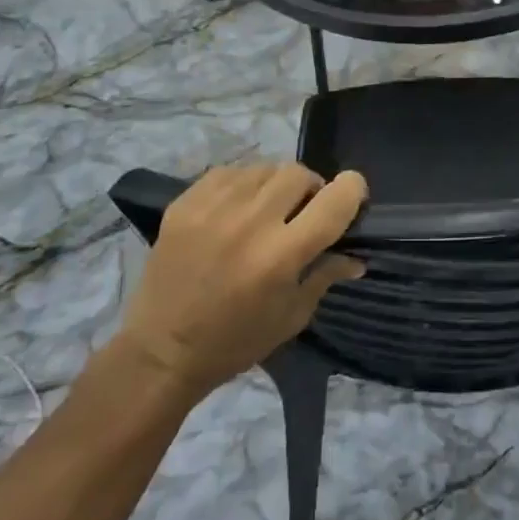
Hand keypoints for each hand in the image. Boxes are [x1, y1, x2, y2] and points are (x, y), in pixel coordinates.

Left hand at [114, 164, 367, 401]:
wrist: (161, 351)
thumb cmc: (235, 342)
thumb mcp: (291, 317)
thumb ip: (325, 275)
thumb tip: (357, 256)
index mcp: (281, 255)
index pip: (335, 199)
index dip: (352, 190)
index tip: (351, 197)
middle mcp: (250, 222)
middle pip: (299, 174)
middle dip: (310, 189)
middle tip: (302, 212)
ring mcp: (213, 207)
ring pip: (264, 168)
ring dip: (275, 185)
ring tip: (266, 209)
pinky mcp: (185, 202)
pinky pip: (229, 172)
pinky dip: (242, 184)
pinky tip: (236, 208)